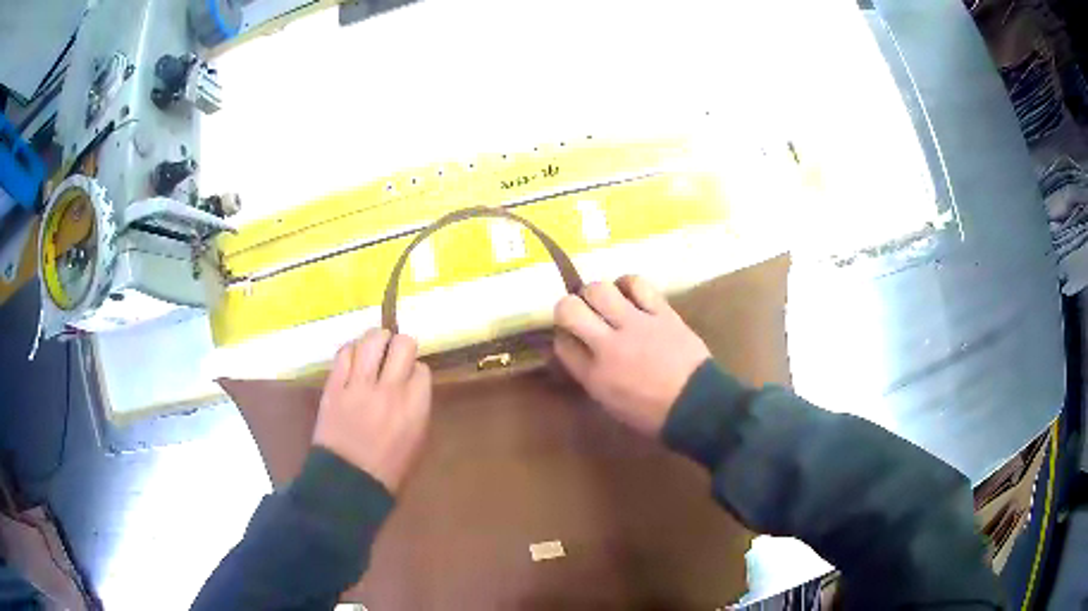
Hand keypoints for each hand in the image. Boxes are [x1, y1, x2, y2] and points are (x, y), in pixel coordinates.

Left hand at [314, 329, 431, 492]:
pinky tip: (353, 358)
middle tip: (395, 355)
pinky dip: (351, 350)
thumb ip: (418, 410)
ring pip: (372, 340)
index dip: (416, 371)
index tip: (410, 379)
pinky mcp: (334, 387)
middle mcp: (390, 390)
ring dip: (377, 340)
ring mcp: (359, 386)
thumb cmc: (388, 472)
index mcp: (415, 408)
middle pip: (403, 344)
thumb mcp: (417, 443)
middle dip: (402, 346)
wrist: (347, 483)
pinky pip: (344, 353)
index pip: (422, 369)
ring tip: (375, 347)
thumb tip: (412, 387)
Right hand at [554, 276, 710, 436]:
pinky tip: (629, 292)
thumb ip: (591, 374)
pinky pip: (637, 284)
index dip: (562, 336)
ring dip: (597, 292)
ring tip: (606, 301)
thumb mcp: (611, 404)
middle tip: (582, 313)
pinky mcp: (662, 312)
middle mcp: (609, 345)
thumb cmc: (654, 414)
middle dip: (568, 307)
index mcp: (595, 376)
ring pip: (600, 289)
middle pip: (570, 309)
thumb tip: (580, 350)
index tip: (571, 337)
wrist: (699, 406)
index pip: (562, 343)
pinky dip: (627, 284)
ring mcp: (637, 325)